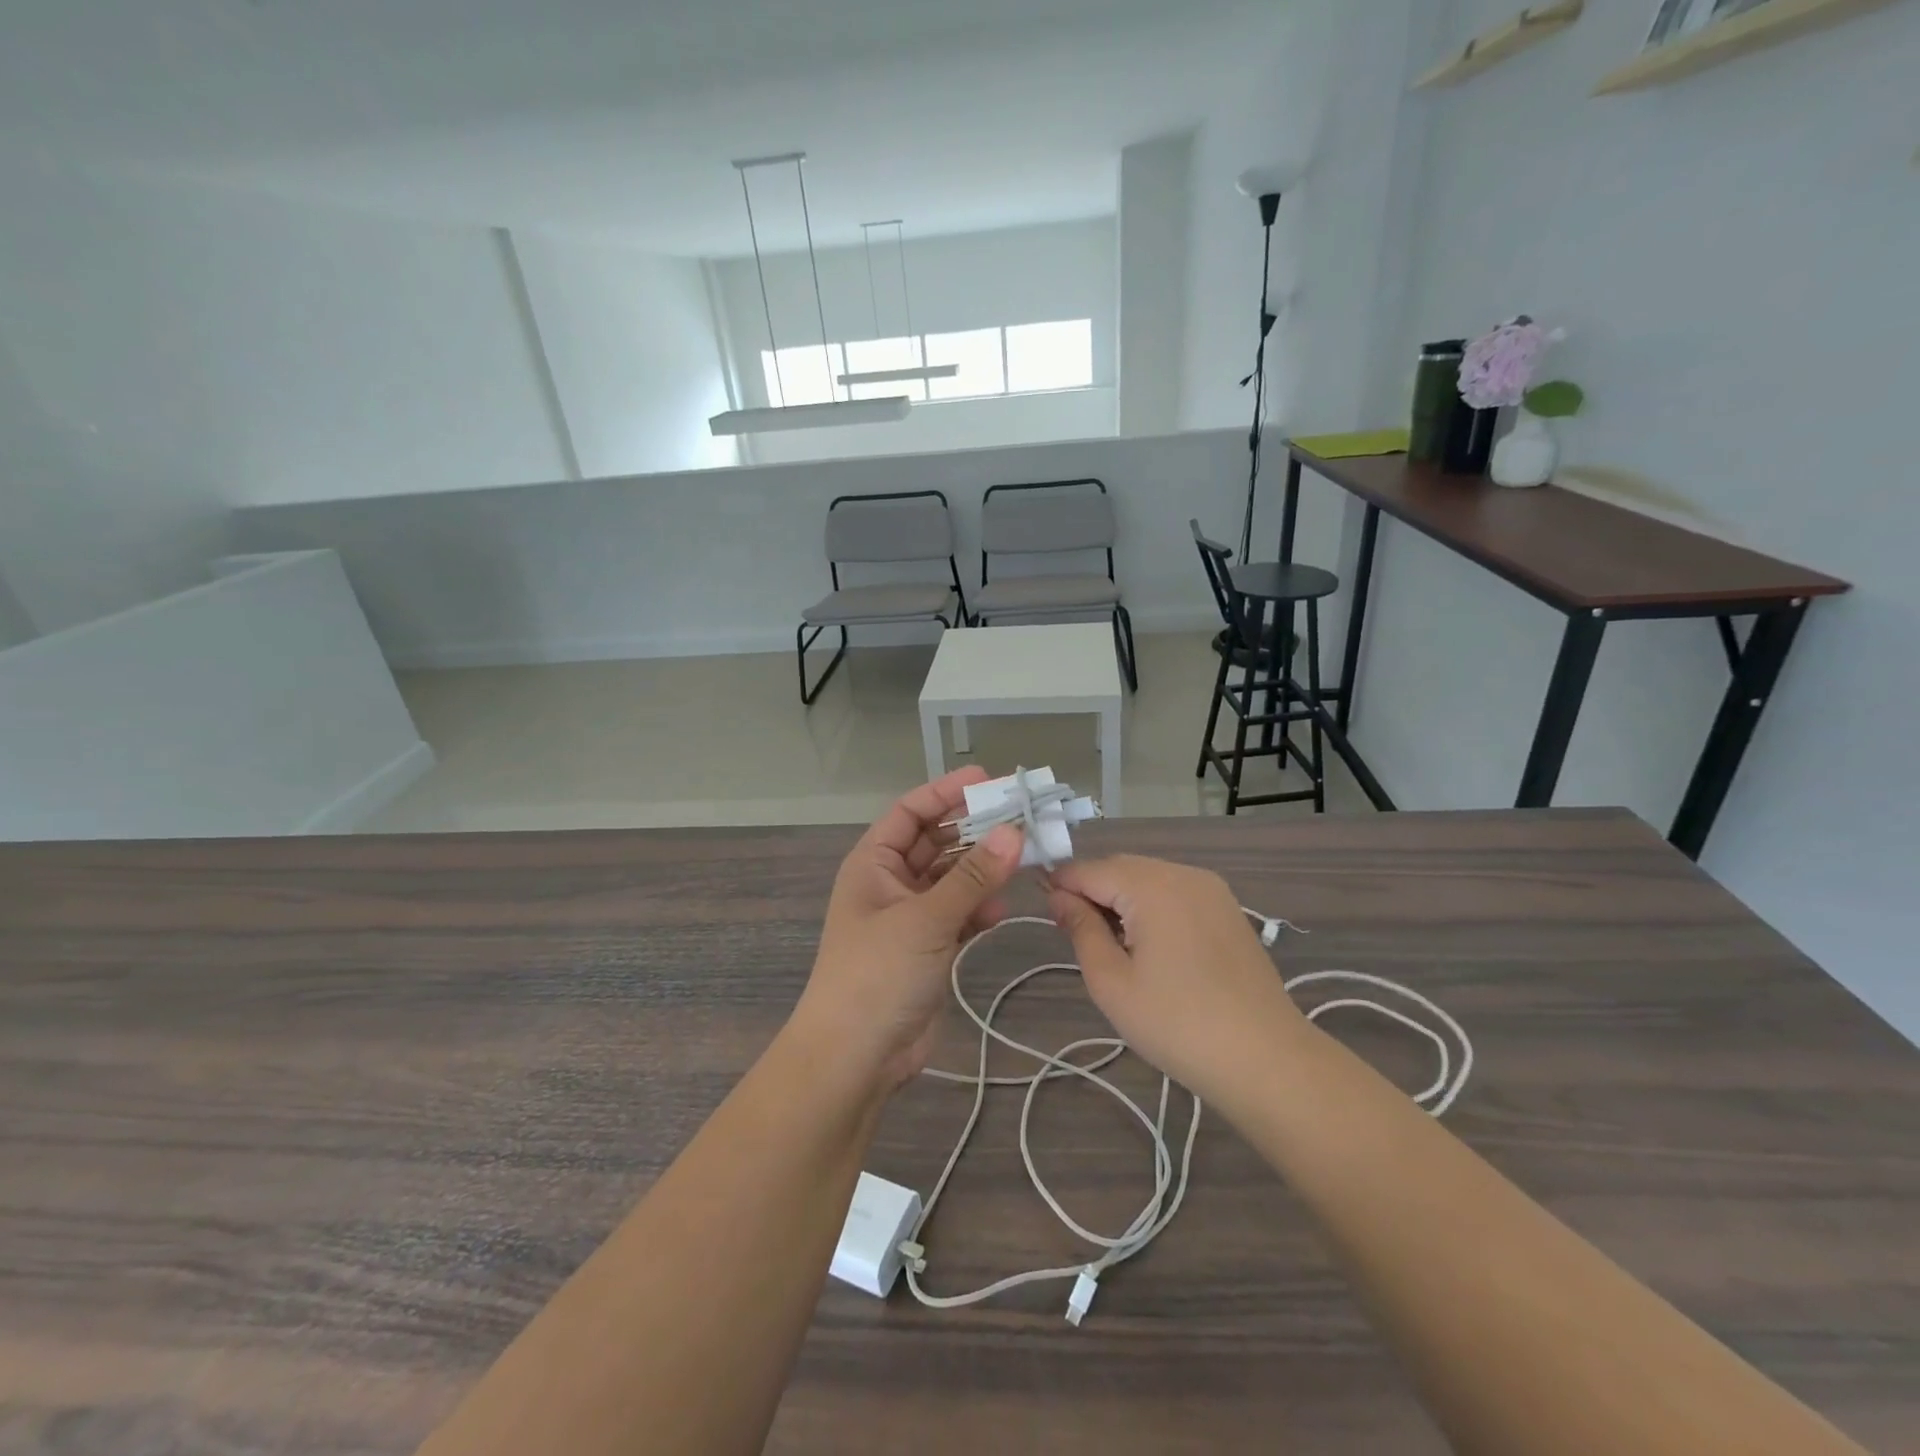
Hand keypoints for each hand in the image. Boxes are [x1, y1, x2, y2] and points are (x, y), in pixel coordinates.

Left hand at [788, 768, 1024, 1093]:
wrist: (855, 1057)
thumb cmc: (877, 974)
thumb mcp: (925, 919)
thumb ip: (972, 876)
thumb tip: (1015, 832)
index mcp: (873, 863)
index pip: (910, 812)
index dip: (945, 792)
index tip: (988, 779)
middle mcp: (890, 883)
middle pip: (935, 842)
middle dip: (974, 831)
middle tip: (1020, 818)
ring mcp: (909, 916)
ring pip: (952, 878)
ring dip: (982, 871)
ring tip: (1022, 861)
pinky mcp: (928, 947)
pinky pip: (959, 913)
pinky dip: (978, 908)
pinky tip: (999, 910)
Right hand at [1046, 855, 1311, 1106]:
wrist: (1265, 1059)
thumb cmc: (1177, 1024)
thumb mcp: (1111, 981)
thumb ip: (1081, 928)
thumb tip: (1058, 896)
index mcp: (1151, 885)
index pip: (1089, 869)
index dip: (1061, 886)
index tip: (1045, 914)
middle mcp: (1182, 873)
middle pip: (1120, 868)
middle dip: (1092, 891)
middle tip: (1076, 936)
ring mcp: (1211, 889)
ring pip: (1148, 878)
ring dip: (1122, 899)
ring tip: (1113, 946)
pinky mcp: (1227, 908)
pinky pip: (1174, 891)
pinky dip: (1152, 906)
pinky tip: (1150, 945)